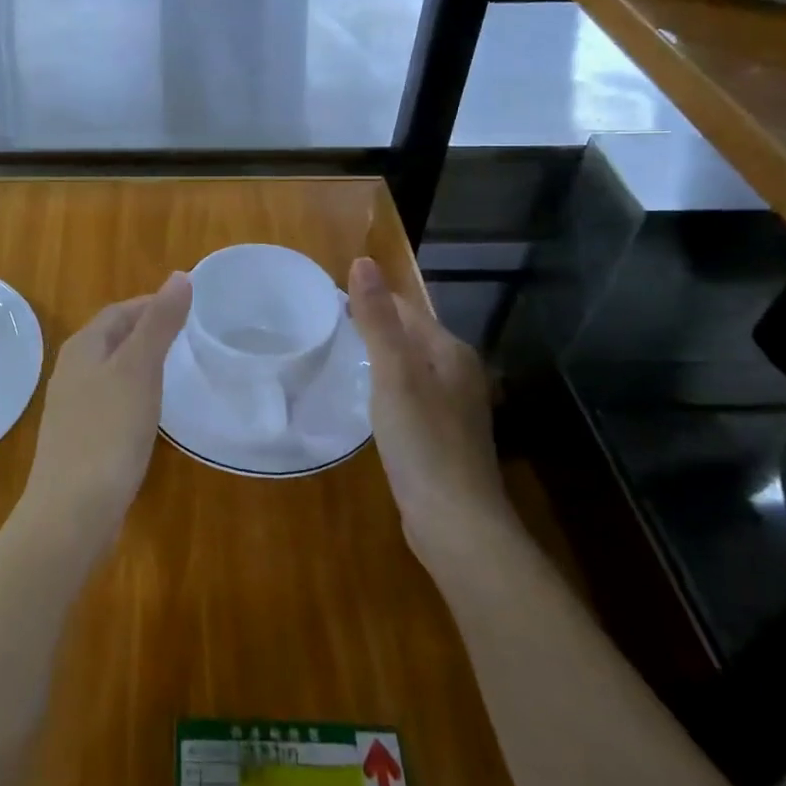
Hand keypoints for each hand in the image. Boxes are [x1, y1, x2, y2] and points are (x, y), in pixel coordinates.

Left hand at [19, 272, 192, 553]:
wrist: (72, 511)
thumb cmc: (108, 431)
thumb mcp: (139, 369)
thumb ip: (159, 323)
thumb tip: (180, 275)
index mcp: (83, 347)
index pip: (120, 311)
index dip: (153, 304)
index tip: (190, 308)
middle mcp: (72, 370)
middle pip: (114, 338)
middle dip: (148, 331)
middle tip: (190, 337)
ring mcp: (73, 406)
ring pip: (112, 370)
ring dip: (142, 363)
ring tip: (178, 369)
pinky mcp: (81, 438)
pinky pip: (111, 401)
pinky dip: (135, 394)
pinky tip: (152, 412)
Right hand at [347, 256, 507, 565]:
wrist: (456, 523)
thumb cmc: (423, 441)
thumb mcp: (393, 374)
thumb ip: (377, 320)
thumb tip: (363, 262)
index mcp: (450, 352)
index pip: (406, 308)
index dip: (369, 299)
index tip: (327, 301)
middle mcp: (459, 373)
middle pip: (410, 335)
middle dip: (373, 327)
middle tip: (326, 329)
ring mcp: (454, 407)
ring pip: (410, 367)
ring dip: (380, 359)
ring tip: (339, 359)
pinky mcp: (443, 436)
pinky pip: (410, 396)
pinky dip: (387, 389)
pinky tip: (368, 402)